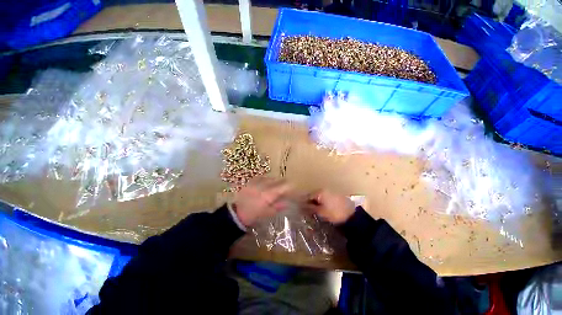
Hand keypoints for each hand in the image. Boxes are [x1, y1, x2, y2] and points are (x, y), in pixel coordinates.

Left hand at [232, 177, 291, 226]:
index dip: (288, 186)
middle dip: (282, 182)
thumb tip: (288, 202)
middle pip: (276, 180)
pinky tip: (265, 181)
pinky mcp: (249, 182)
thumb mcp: (268, 213)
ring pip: (268, 178)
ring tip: (275, 184)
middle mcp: (263, 187)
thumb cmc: (254, 215)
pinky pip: (259, 177)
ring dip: (273, 180)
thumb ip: (278, 206)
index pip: (282, 187)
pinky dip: (264, 178)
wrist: (237, 214)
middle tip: (284, 186)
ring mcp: (255, 183)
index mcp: (268, 195)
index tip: (292, 186)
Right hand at [305, 190, 354, 223]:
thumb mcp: (321, 212)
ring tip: (314, 211)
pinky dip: (322, 203)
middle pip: (313, 196)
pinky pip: (325, 198)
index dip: (303, 203)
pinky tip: (322, 209)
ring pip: (319, 197)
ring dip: (316, 203)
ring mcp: (331, 192)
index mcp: (320, 192)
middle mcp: (325, 189)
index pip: (308, 196)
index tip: (300, 209)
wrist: (352, 216)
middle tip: (307, 211)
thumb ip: (310, 208)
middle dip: (310, 203)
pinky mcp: (335, 196)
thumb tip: (301, 207)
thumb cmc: (335, 213)